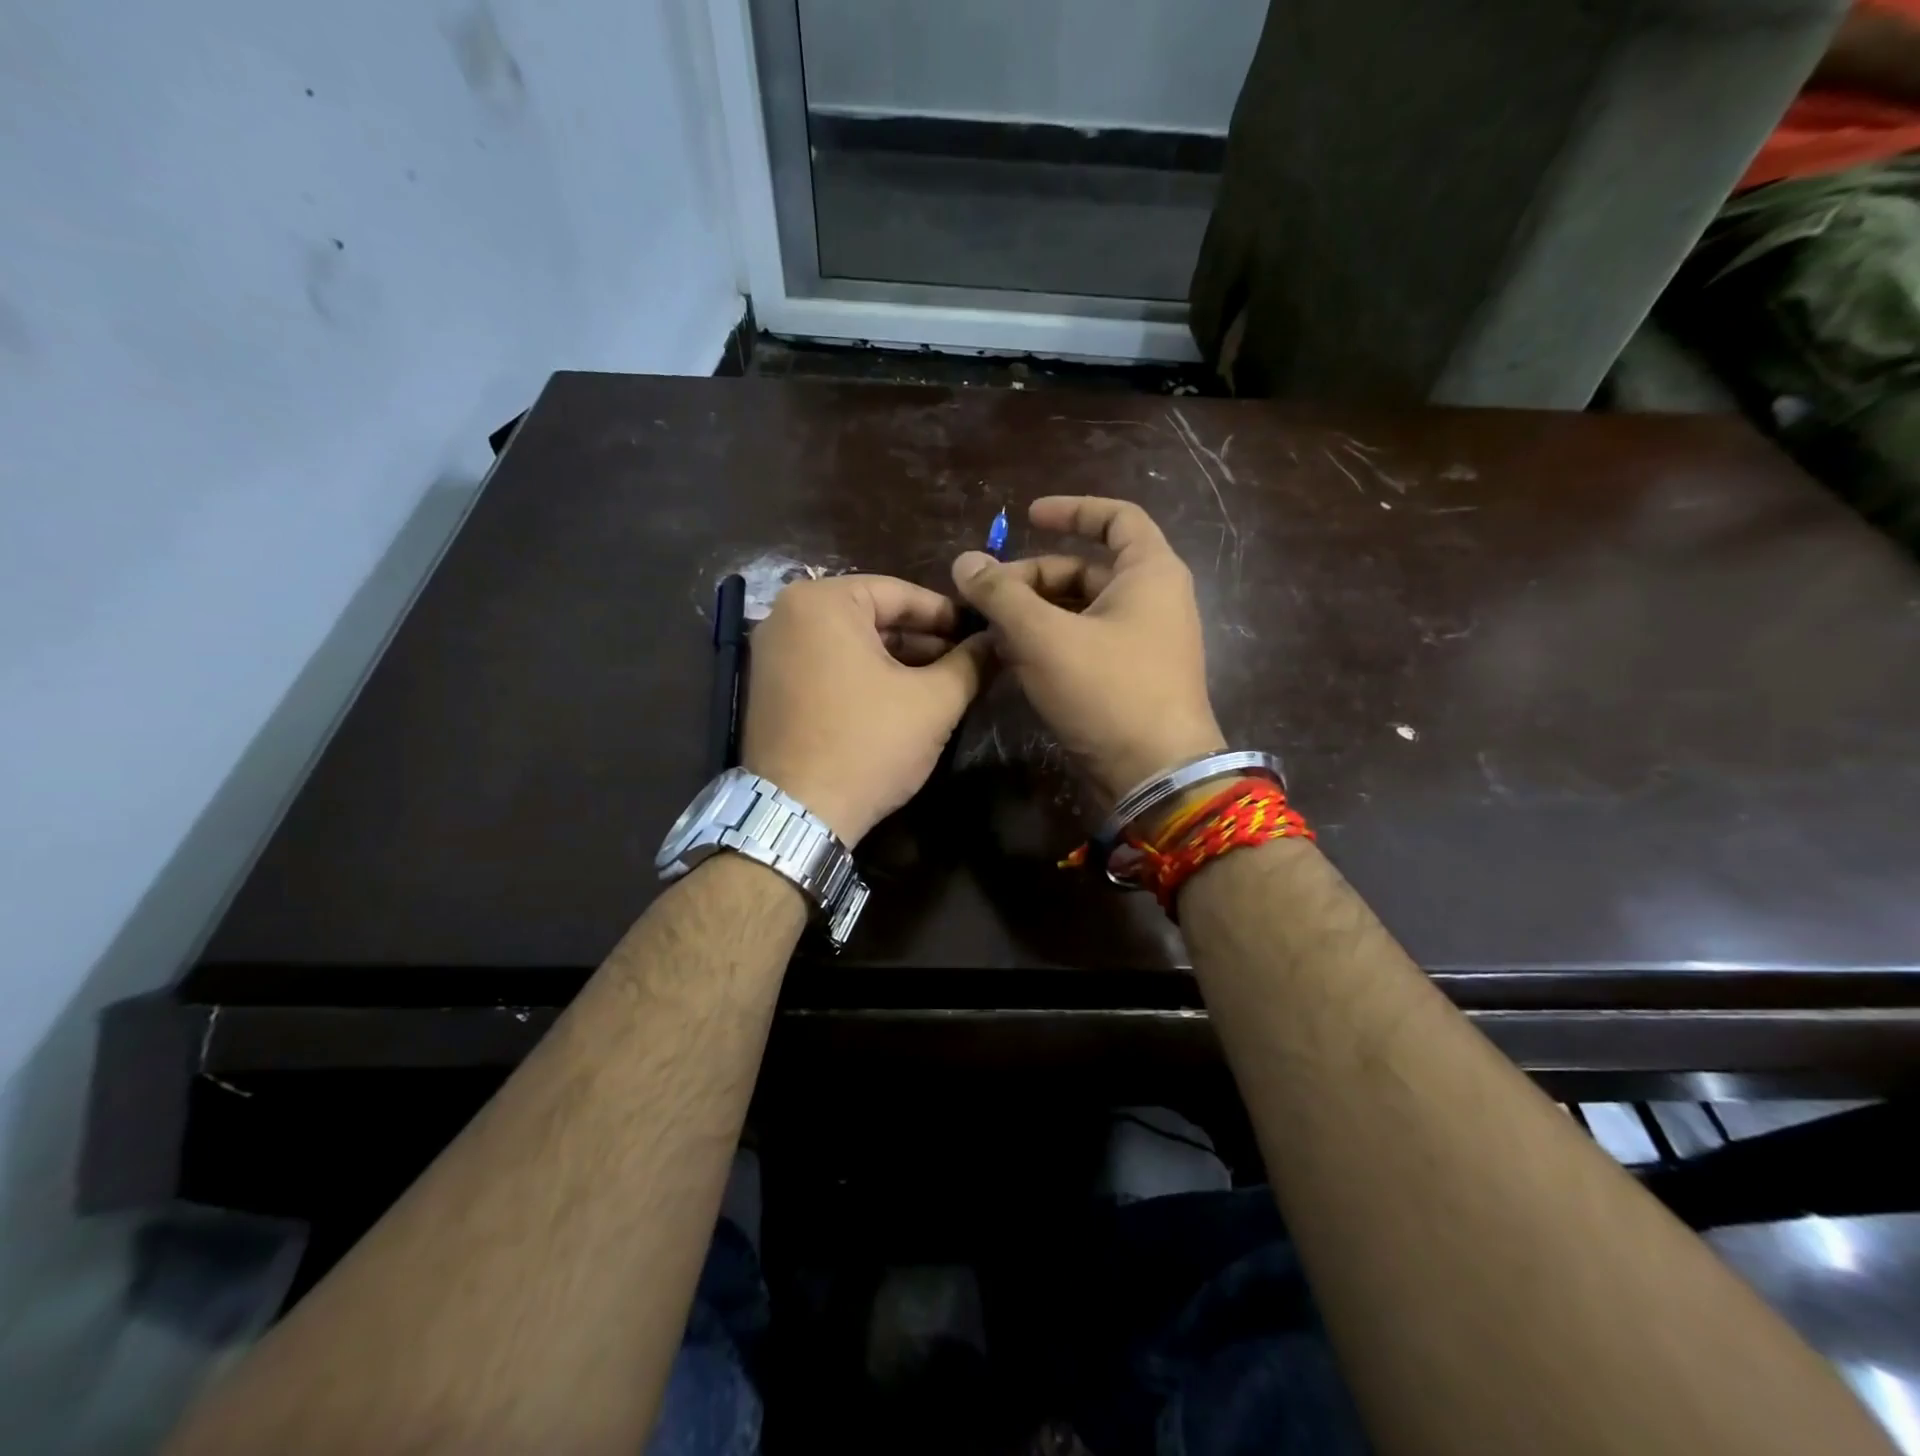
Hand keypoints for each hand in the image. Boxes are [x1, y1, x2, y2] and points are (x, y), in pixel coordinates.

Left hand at [741, 575, 990, 844]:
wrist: (798, 814)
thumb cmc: (868, 744)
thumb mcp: (933, 702)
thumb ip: (970, 663)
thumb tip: (996, 641)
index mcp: (822, 601)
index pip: (900, 593)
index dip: (949, 615)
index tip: (981, 634)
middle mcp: (786, 615)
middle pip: (872, 616)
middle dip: (923, 641)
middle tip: (967, 662)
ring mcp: (771, 652)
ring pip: (850, 643)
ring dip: (897, 661)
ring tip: (943, 683)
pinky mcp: (768, 687)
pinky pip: (827, 666)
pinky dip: (864, 676)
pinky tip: (900, 699)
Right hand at [952, 496, 1224, 807]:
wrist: (1154, 775)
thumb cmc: (1108, 691)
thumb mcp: (1045, 637)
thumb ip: (1002, 595)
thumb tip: (965, 561)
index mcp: (1150, 574)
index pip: (1116, 518)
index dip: (1071, 510)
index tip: (1027, 516)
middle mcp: (1152, 602)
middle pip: (1085, 570)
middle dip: (1032, 578)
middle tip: (985, 596)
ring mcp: (1141, 644)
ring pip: (1079, 612)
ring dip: (1033, 615)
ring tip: (988, 630)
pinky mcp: (1127, 680)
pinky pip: (1083, 646)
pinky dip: (1048, 644)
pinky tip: (1009, 658)